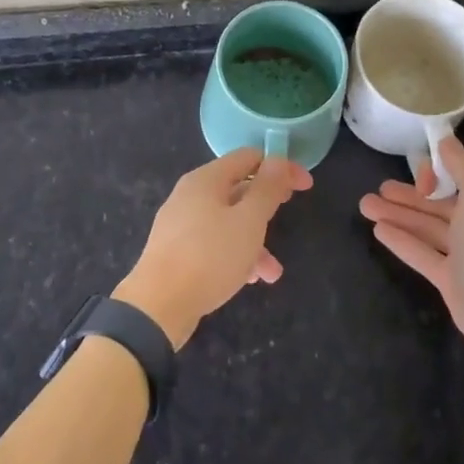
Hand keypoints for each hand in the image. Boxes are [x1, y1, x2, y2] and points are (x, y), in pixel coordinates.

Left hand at [113, 148, 311, 350]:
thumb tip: (277, 159)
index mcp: (206, 180)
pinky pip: (214, 244)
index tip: (305, 186)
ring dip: (255, 239)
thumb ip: (266, 189)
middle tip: (290, 211)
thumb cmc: (209, 256)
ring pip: (228, 221)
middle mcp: (190, 195)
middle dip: (267, 203)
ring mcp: (181, 224)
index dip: (280, 167)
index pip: (249, 158)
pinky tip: (249, 280)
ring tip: (273, 271)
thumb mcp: (248, 221)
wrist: (157, 306)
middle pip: (237, 188)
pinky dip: (235, 255)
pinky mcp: (177, 252)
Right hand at [359, 135, 463, 375]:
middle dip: (408, 194)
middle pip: (438, 204)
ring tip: (365, 205)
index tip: (417, 177)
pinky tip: (377, 230)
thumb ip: (462, 165)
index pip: (459, 178)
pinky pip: (421, 253)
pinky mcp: (449, 279)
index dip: (435, 174)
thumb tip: (445, 140)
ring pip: (425, 227)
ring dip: (397, 214)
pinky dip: (401, 240)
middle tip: (377, 188)